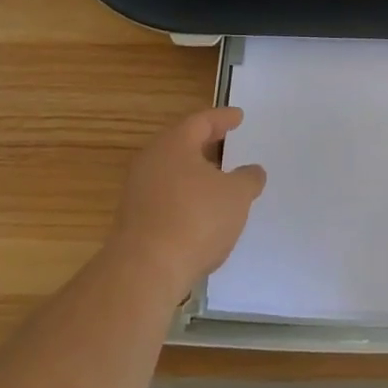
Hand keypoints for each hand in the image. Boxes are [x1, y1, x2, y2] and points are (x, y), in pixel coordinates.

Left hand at [111, 108, 265, 295]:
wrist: (145, 271)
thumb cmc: (196, 219)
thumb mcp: (236, 196)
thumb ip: (248, 179)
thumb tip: (252, 171)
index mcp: (174, 144)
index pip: (201, 121)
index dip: (223, 118)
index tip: (238, 117)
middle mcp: (151, 161)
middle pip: (182, 144)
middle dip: (206, 144)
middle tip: (226, 142)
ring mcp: (138, 191)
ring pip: (172, 172)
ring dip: (195, 173)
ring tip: (218, 180)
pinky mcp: (134, 220)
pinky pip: (165, 197)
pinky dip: (185, 197)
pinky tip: (201, 212)